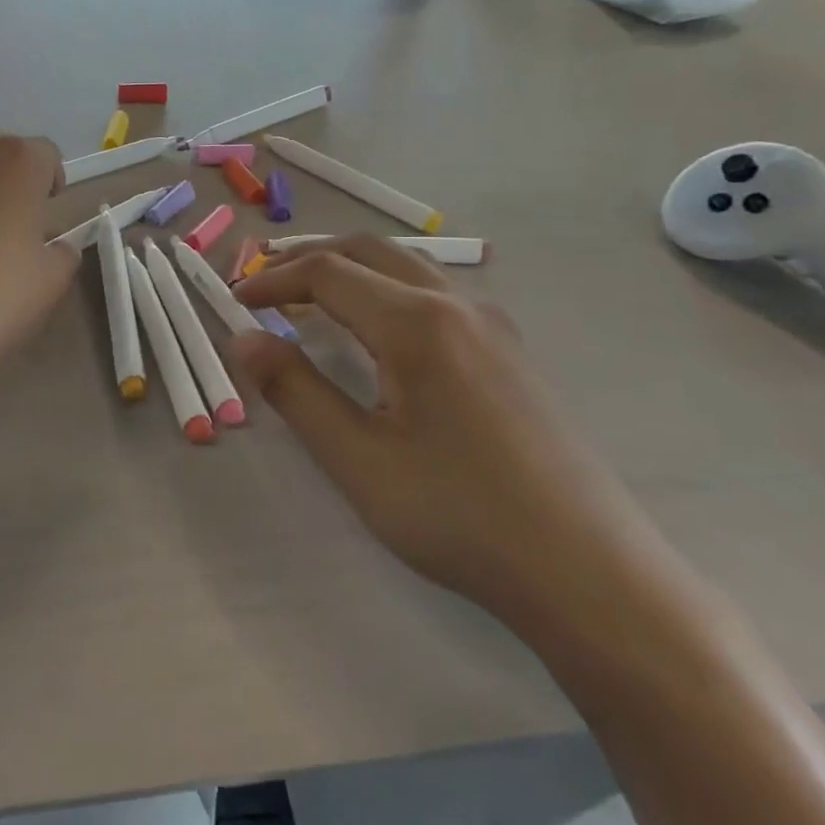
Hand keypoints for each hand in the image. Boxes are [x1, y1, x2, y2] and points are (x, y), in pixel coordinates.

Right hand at [231, 236, 658, 624]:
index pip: (326, 273)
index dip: (272, 279)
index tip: (235, 301)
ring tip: (309, 297)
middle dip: (307, 259)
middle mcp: (456, 305)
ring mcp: (492, 325)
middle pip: (367, 251)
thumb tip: (243, 339)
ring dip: (349, 269)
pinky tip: (378, 329)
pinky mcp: (510, 350)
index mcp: (415, 322)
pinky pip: (435, 292)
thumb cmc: (459, 515)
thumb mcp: (357, 459)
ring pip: (406, 266)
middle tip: (263, 285)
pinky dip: (386, 288)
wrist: (589, 572)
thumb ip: (294, 390)